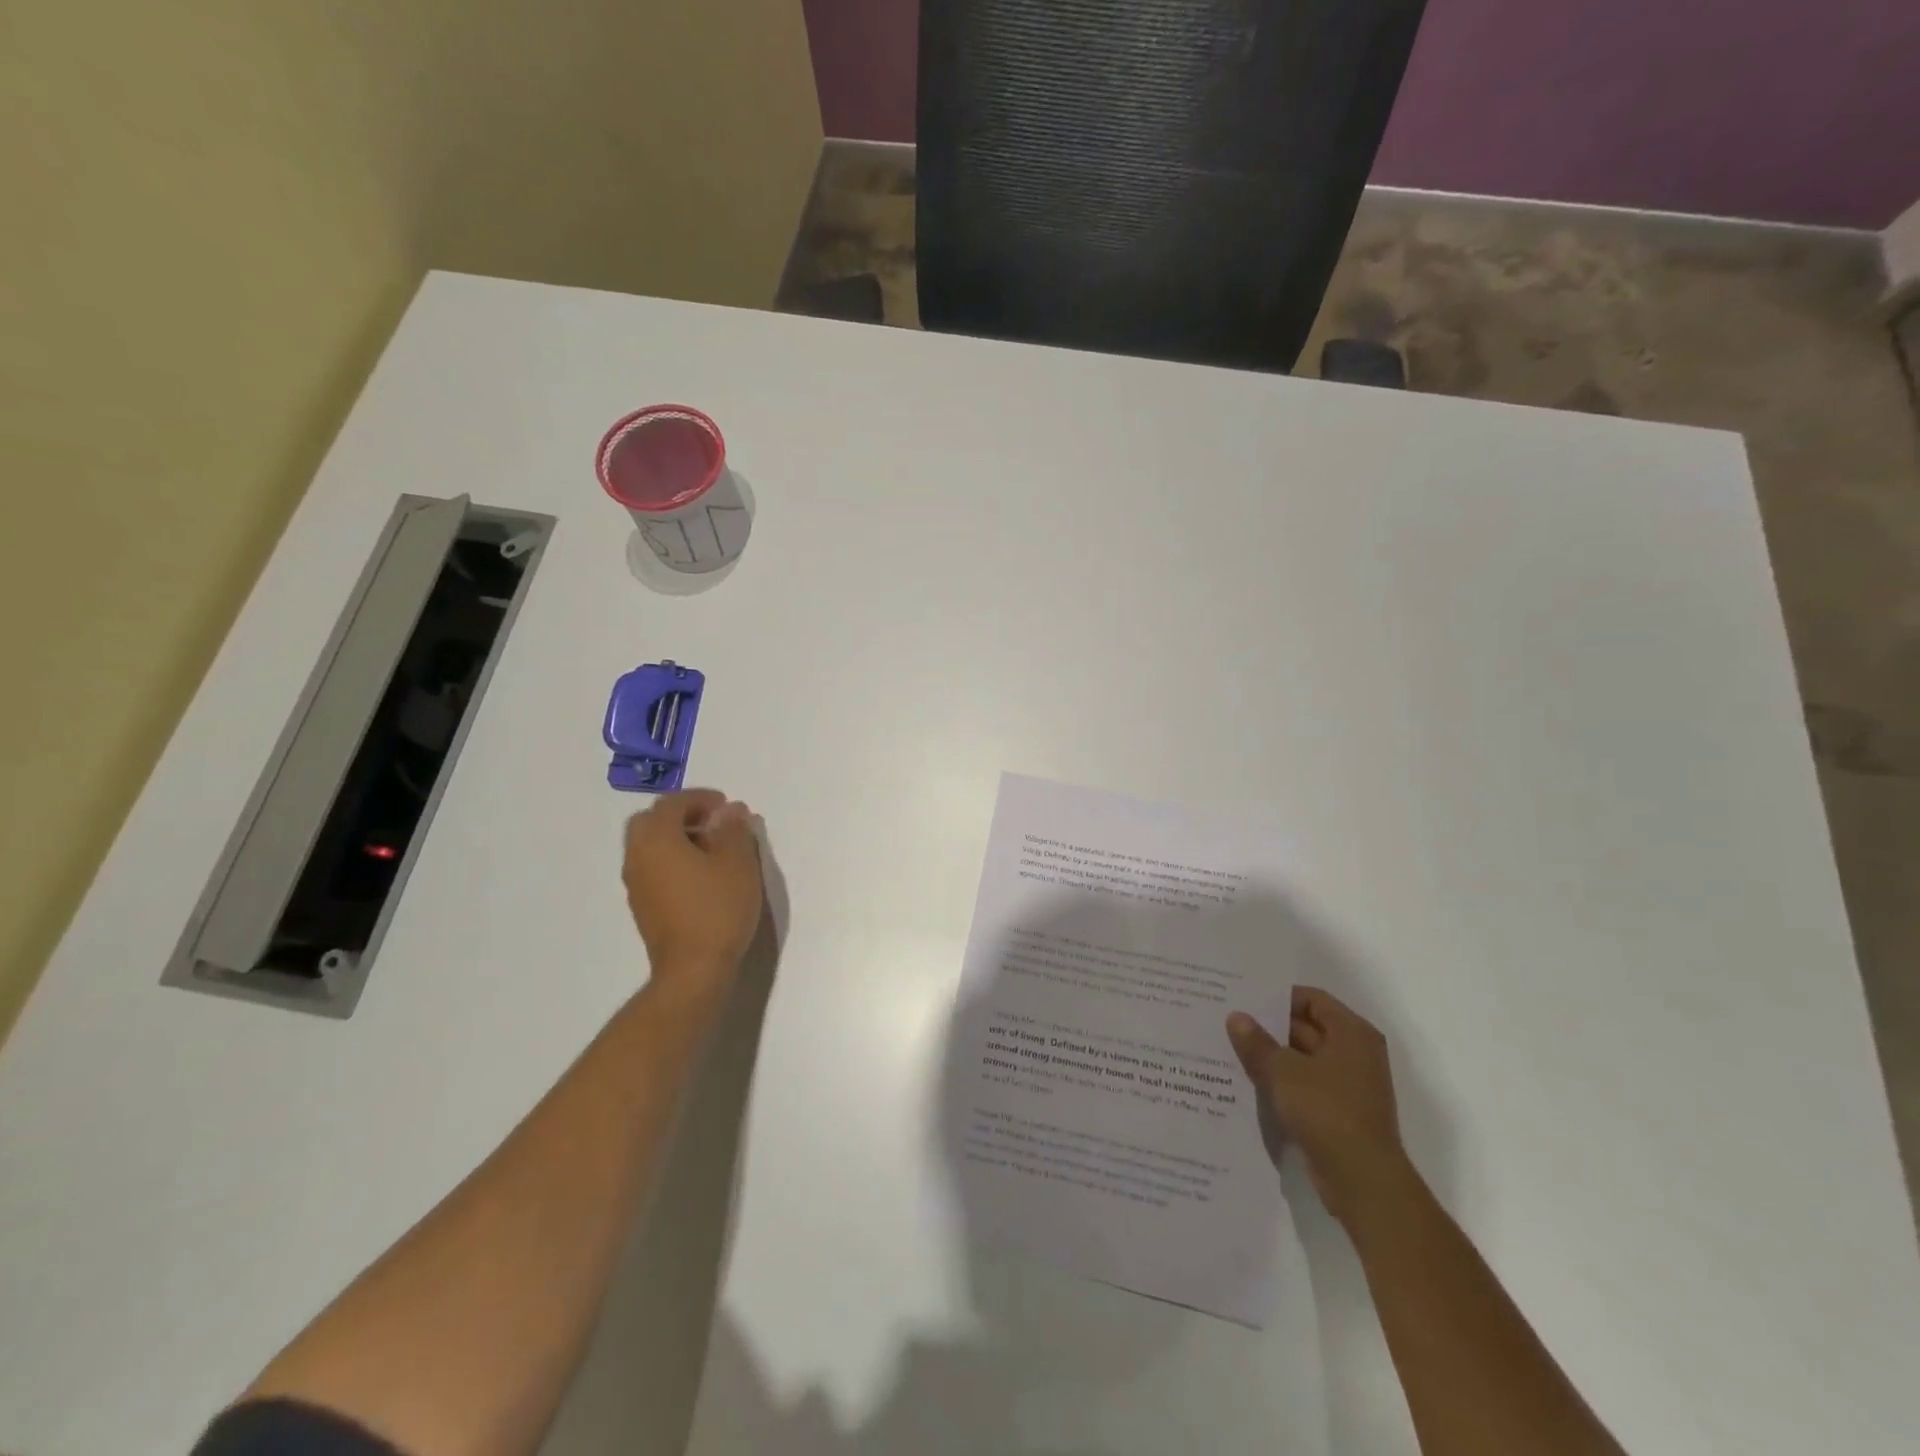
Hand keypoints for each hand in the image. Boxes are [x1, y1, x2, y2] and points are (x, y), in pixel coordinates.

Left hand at [622, 790, 763, 995]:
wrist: (693, 969)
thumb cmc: (718, 909)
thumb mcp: (738, 863)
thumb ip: (733, 830)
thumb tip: (729, 811)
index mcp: (657, 839)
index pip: (672, 803)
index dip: (699, 798)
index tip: (726, 806)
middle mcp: (638, 856)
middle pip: (650, 821)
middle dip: (680, 815)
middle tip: (713, 824)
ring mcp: (635, 883)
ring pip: (648, 845)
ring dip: (675, 838)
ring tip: (711, 850)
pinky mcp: (641, 905)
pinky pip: (651, 867)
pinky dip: (670, 859)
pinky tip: (699, 875)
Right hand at [1227, 987, 1409, 1223]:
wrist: (1362, 1181)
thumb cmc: (1326, 1111)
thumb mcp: (1283, 1071)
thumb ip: (1257, 1042)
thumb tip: (1236, 1017)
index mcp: (1351, 1033)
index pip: (1312, 999)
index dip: (1279, 997)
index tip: (1245, 999)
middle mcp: (1356, 1054)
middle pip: (1307, 1028)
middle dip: (1270, 1027)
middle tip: (1230, 1022)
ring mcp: (1349, 1086)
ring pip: (1303, 1059)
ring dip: (1273, 1056)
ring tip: (1231, 1049)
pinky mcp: (1339, 1113)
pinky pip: (1305, 1086)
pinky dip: (1282, 1083)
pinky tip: (1249, 1082)